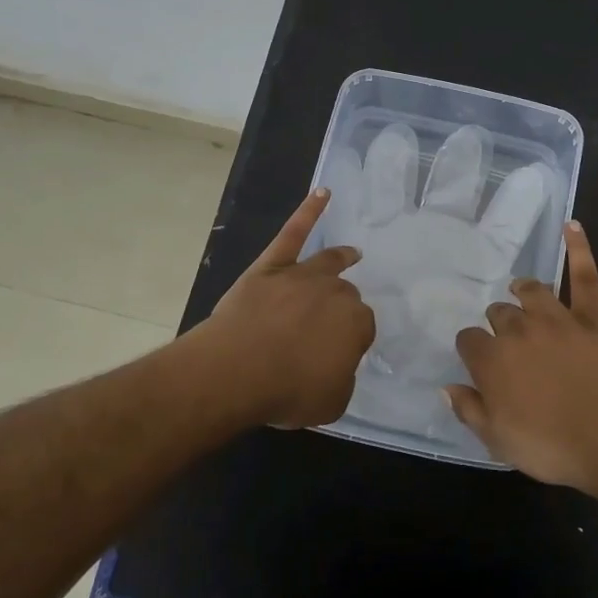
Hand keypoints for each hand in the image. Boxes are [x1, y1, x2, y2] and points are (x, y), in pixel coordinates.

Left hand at [196, 189, 374, 427]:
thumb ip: (342, 380)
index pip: (362, 328)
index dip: (351, 342)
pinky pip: (293, 232)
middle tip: (327, 327)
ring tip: (352, 254)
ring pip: (328, 262)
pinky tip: (322, 193)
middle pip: (345, 294)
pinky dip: (309, 211)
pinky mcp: (272, 265)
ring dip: (341, 258)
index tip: (338, 355)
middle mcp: (336, 292)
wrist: (235, 371)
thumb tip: (337, 366)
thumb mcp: (330, 403)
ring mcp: (303, 274)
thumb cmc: (286, 391)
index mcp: (356, 323)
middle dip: (341, 308)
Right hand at [446, 222, 597, 495]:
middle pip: (499, 313)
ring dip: (524, 289)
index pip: (469, 340)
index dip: (472, 349)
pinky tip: (573, 226)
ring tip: (521, 289)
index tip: (479, 361)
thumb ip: (469, 410)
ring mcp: (558, 319)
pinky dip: (579, 249)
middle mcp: (519, 330)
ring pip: (532, 291)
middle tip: (508, 342)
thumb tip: (446, 386)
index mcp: (492, 360)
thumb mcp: (498, 441)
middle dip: (498, 323)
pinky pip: (585, 277)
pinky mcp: (593, 317)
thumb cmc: (551, 446)